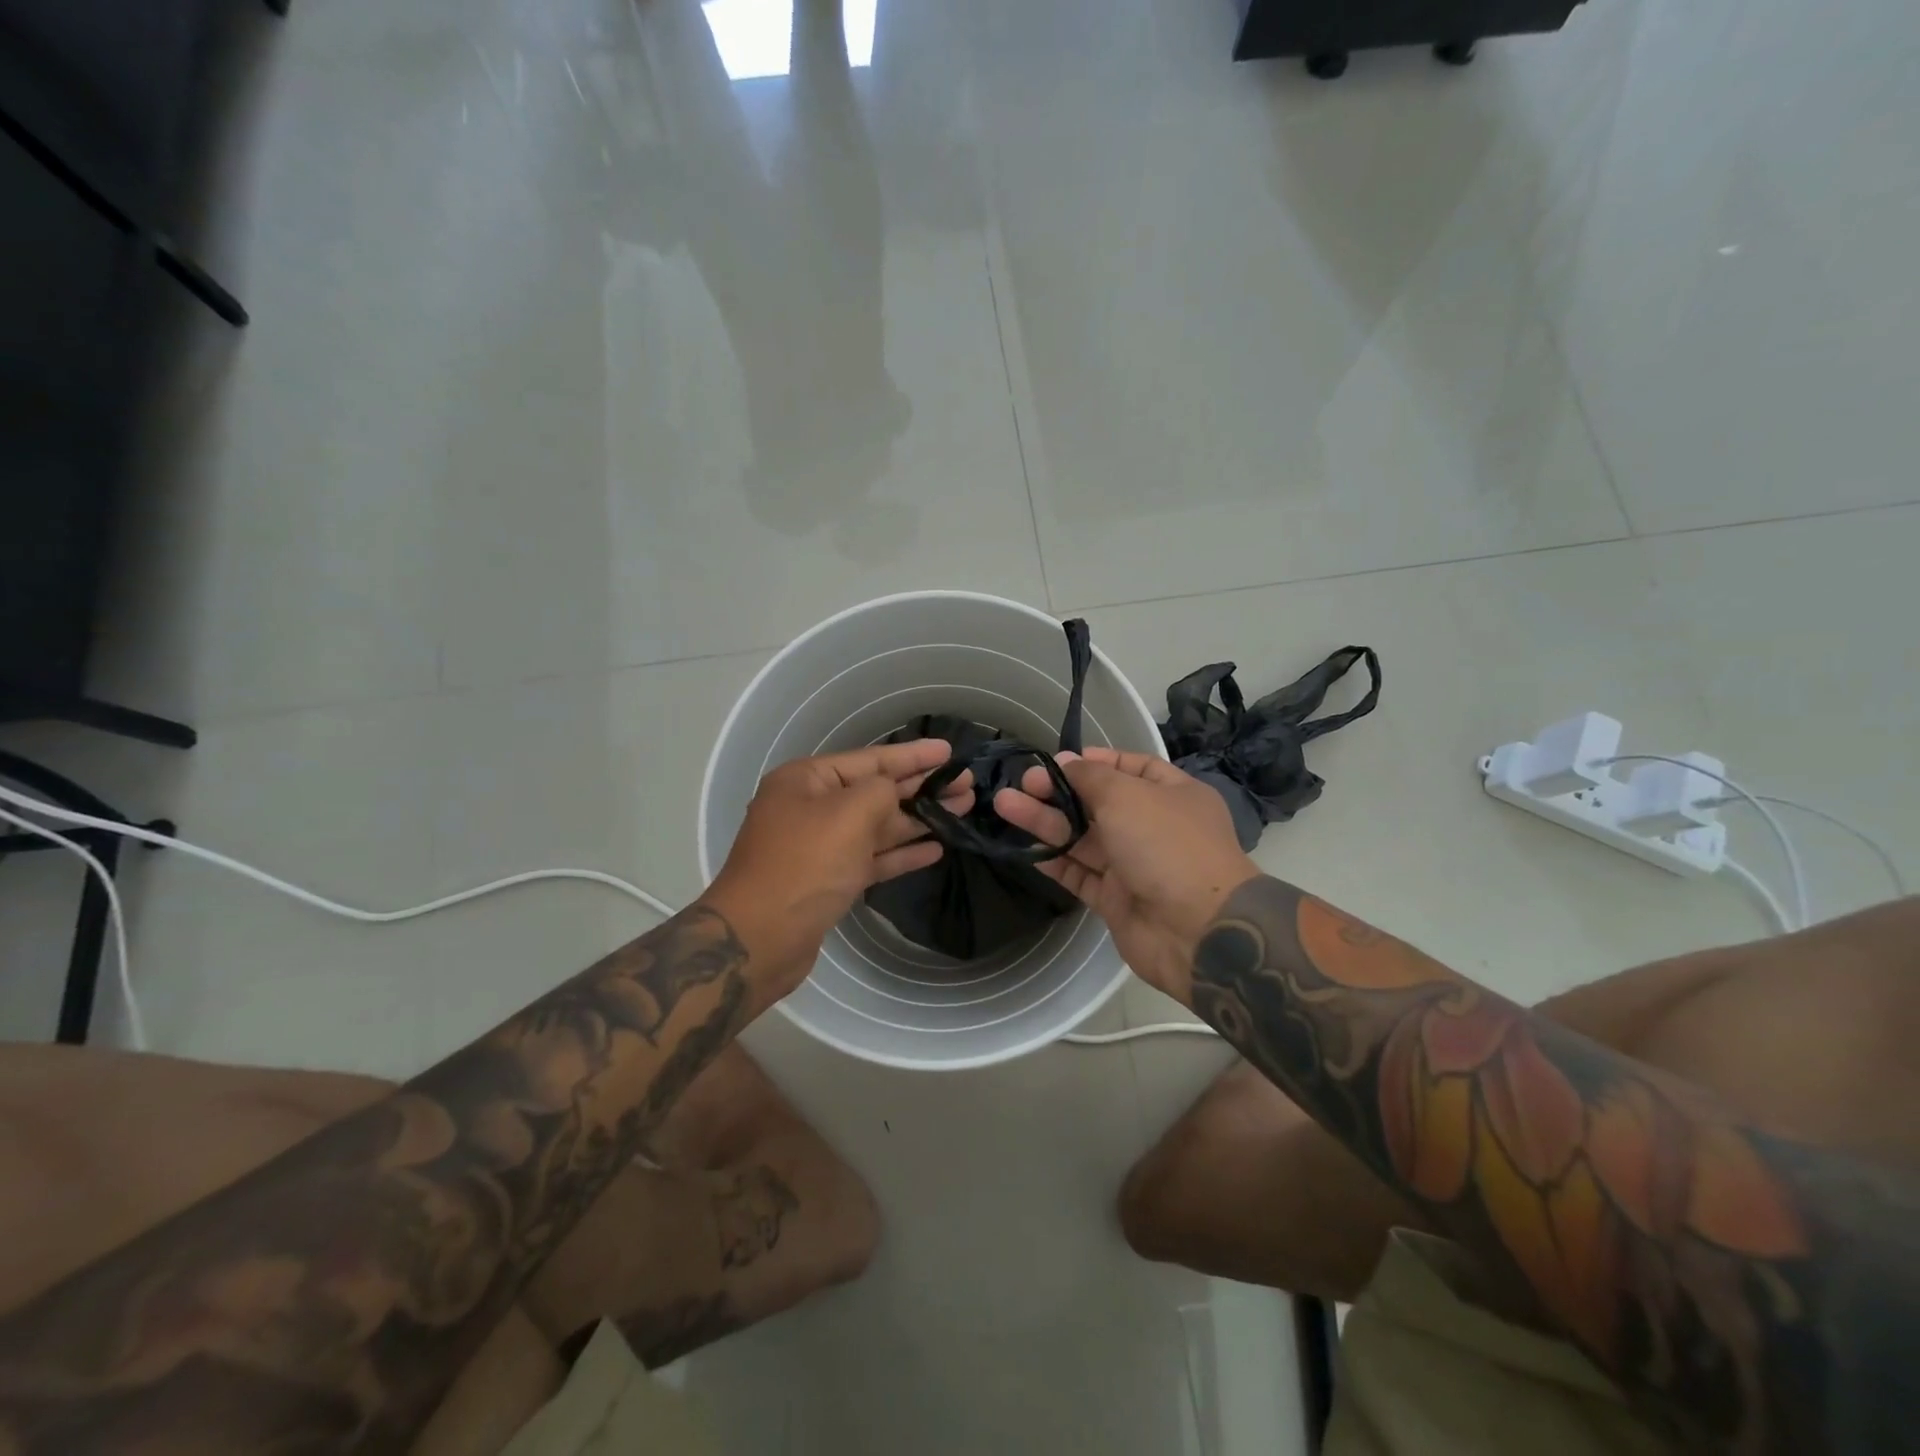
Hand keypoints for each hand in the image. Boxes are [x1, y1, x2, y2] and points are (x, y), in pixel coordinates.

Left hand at [706, 740, 971, 997]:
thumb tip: (892, 796)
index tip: (949, 752)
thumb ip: (880, 792)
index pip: (871, 759)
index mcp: (807, 780)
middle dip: (921, 787)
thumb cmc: (804, 864)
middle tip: (966, 783)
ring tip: (962, 810)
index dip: (913, 756)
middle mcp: (812, 807)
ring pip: (878, 825)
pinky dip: (901, 853)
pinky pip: (872, 857)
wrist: (760, 938)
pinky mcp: (829, 880)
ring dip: (918, 819)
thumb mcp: (848, 814)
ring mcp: (820, 846)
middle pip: (877, 791)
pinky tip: (936, 849)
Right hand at [992, 747, 1256, 1003]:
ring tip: (1005, 805)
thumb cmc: (1166, 846)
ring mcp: (1134, 865)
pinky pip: (1080, 874)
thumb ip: (1091, 777)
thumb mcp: (1128, 796)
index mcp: (1172, 794)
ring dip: (1046, 822)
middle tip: (1022, 784)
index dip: (1095, 762)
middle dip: (1060, 791)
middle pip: (1098, 803)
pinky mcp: (1116, 899)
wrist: (1197, 930)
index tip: (1059, 761)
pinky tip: (1024, 848)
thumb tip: (1066, 762)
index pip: (1131, 768)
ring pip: (1083, 838)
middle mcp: (1153, 827)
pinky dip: (1054, 861)